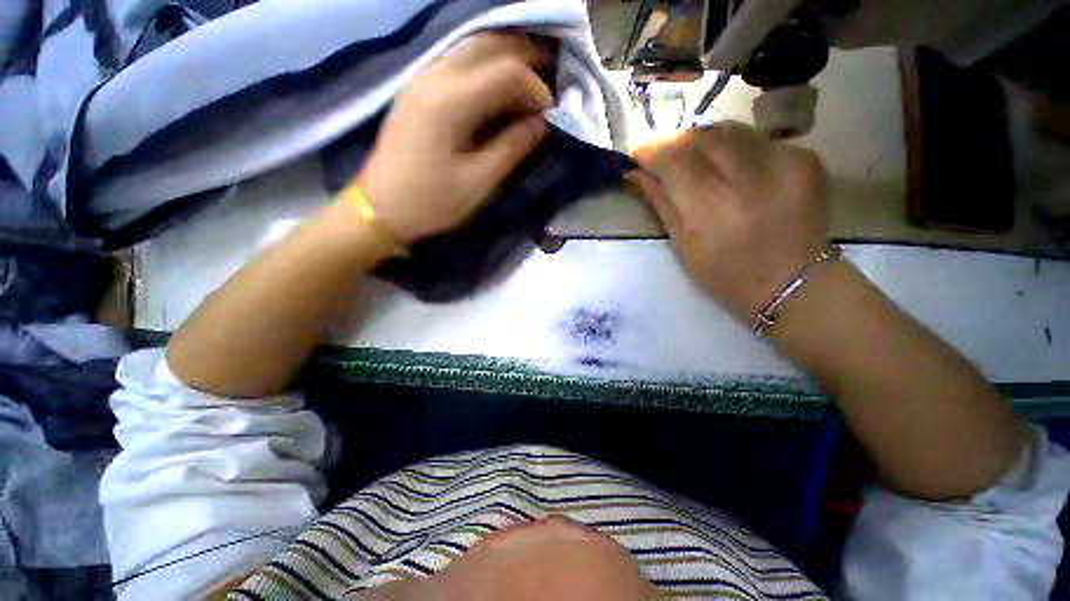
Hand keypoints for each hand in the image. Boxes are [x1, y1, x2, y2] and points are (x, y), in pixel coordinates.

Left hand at [354, 33, 553, 243]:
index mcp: (449, 102)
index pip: (505, 71)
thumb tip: (540, 124)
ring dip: (504, 62)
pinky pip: (457, 65)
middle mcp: (433, 77)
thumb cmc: (431, 202)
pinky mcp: (417, 91)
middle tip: (546, 85)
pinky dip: (484, 71)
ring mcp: (421, 80)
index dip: (535, 88)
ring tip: (527, 88)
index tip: (550, 114)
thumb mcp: (478, 182)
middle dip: (524, 60)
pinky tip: (496, 93)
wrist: (381, 209)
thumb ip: (512, 148)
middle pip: (488, 46)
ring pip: (471, 50)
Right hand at [629, 122, 830, 321]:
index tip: (636, 152)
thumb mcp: (682, 244)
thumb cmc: (725, 274)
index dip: (651, 150)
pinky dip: (734, 148)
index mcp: (713, 210)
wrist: (793, 283)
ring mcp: (785, 163)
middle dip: (675, 141)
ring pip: (729, 130)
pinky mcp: (805, 158)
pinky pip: (755, 139)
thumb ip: (659, 201)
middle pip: (701, 136)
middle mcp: (751, 179)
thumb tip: (634, 172)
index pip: (675, 159)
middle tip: (663, 155)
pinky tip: (731, 168)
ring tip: (695, 161)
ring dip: (703, 142)